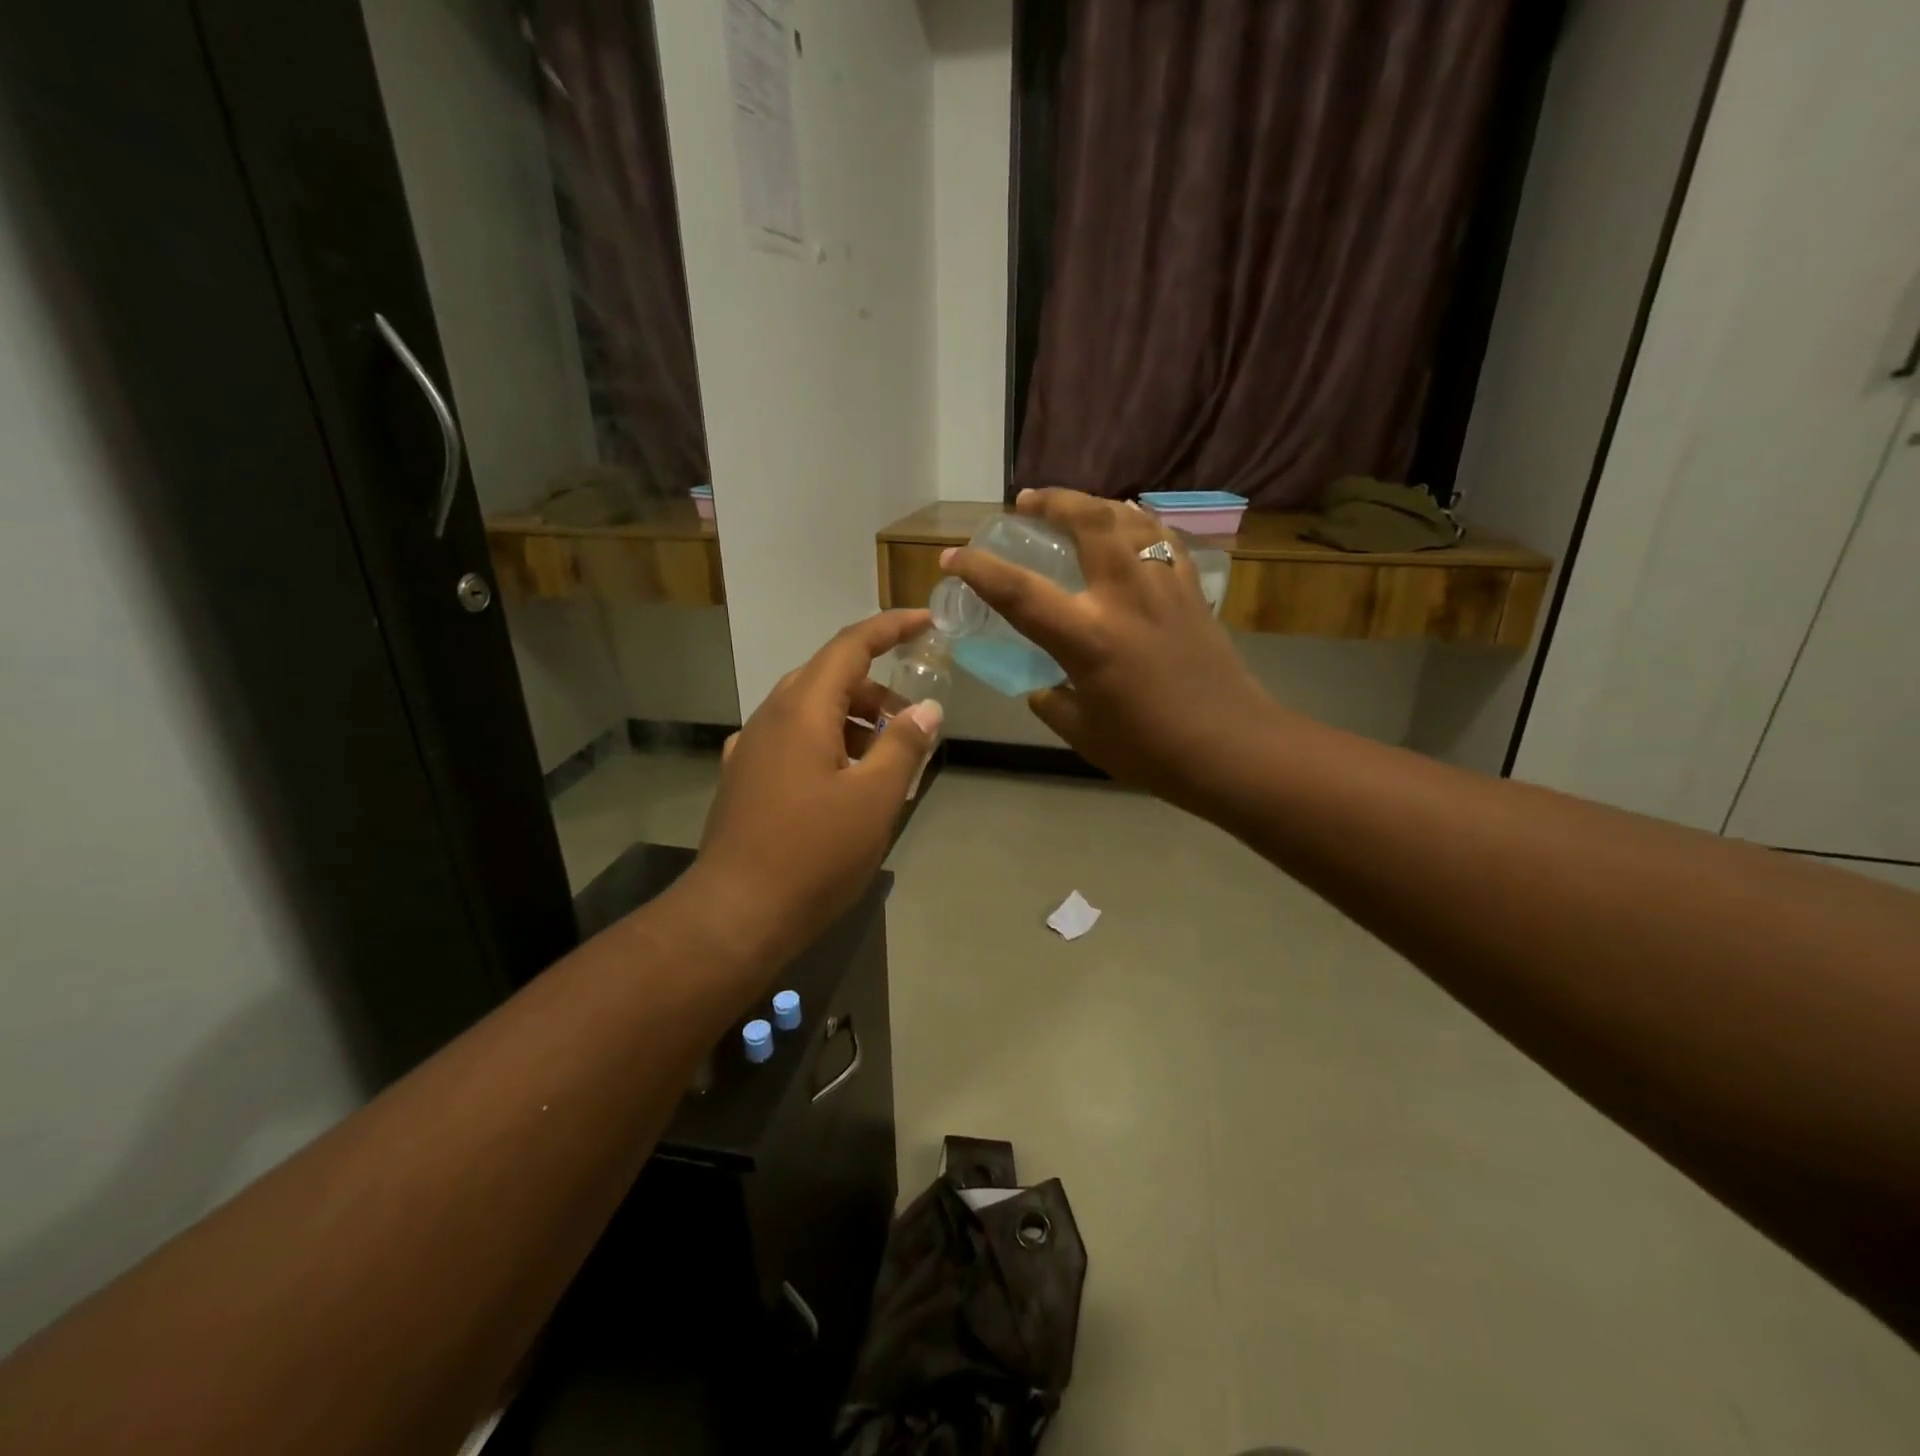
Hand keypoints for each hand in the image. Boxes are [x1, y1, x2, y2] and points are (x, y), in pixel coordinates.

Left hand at [685, 611, 941, 969]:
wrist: (735, 915)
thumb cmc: (813, 854)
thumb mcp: (874, 799)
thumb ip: (904, 745)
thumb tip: (927, 708)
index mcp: (801, 710)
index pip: (850, 646)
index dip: (890, 628)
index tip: (927, 623)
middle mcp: (770, 718)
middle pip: (830, 678)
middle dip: (877, 690)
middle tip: (914, 723)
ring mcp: (752, 749)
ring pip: (811, 711)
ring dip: (854, 722)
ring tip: (887, 764)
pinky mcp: (745, 779)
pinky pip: (794, 741)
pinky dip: (829, 745)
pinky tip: (845, 784)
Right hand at [942, 489, 1274, 807]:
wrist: (1232, 748)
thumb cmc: (1151, 749)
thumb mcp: (1082, 732)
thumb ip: (1052, 701)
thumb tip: (1043, 685)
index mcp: (1088, 638)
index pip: (1019, 592)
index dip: (979, 570)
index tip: (953, 556)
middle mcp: (1124, 598)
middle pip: (1087, 522)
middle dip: (1052, 501)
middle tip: (1027, 501)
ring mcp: (1164, 588)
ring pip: (1129, 520)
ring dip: (1095, 504)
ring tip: (1075, 507)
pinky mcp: (1192, 593)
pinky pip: (1163, 539)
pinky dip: (1139, 523)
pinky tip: (1130, 527)